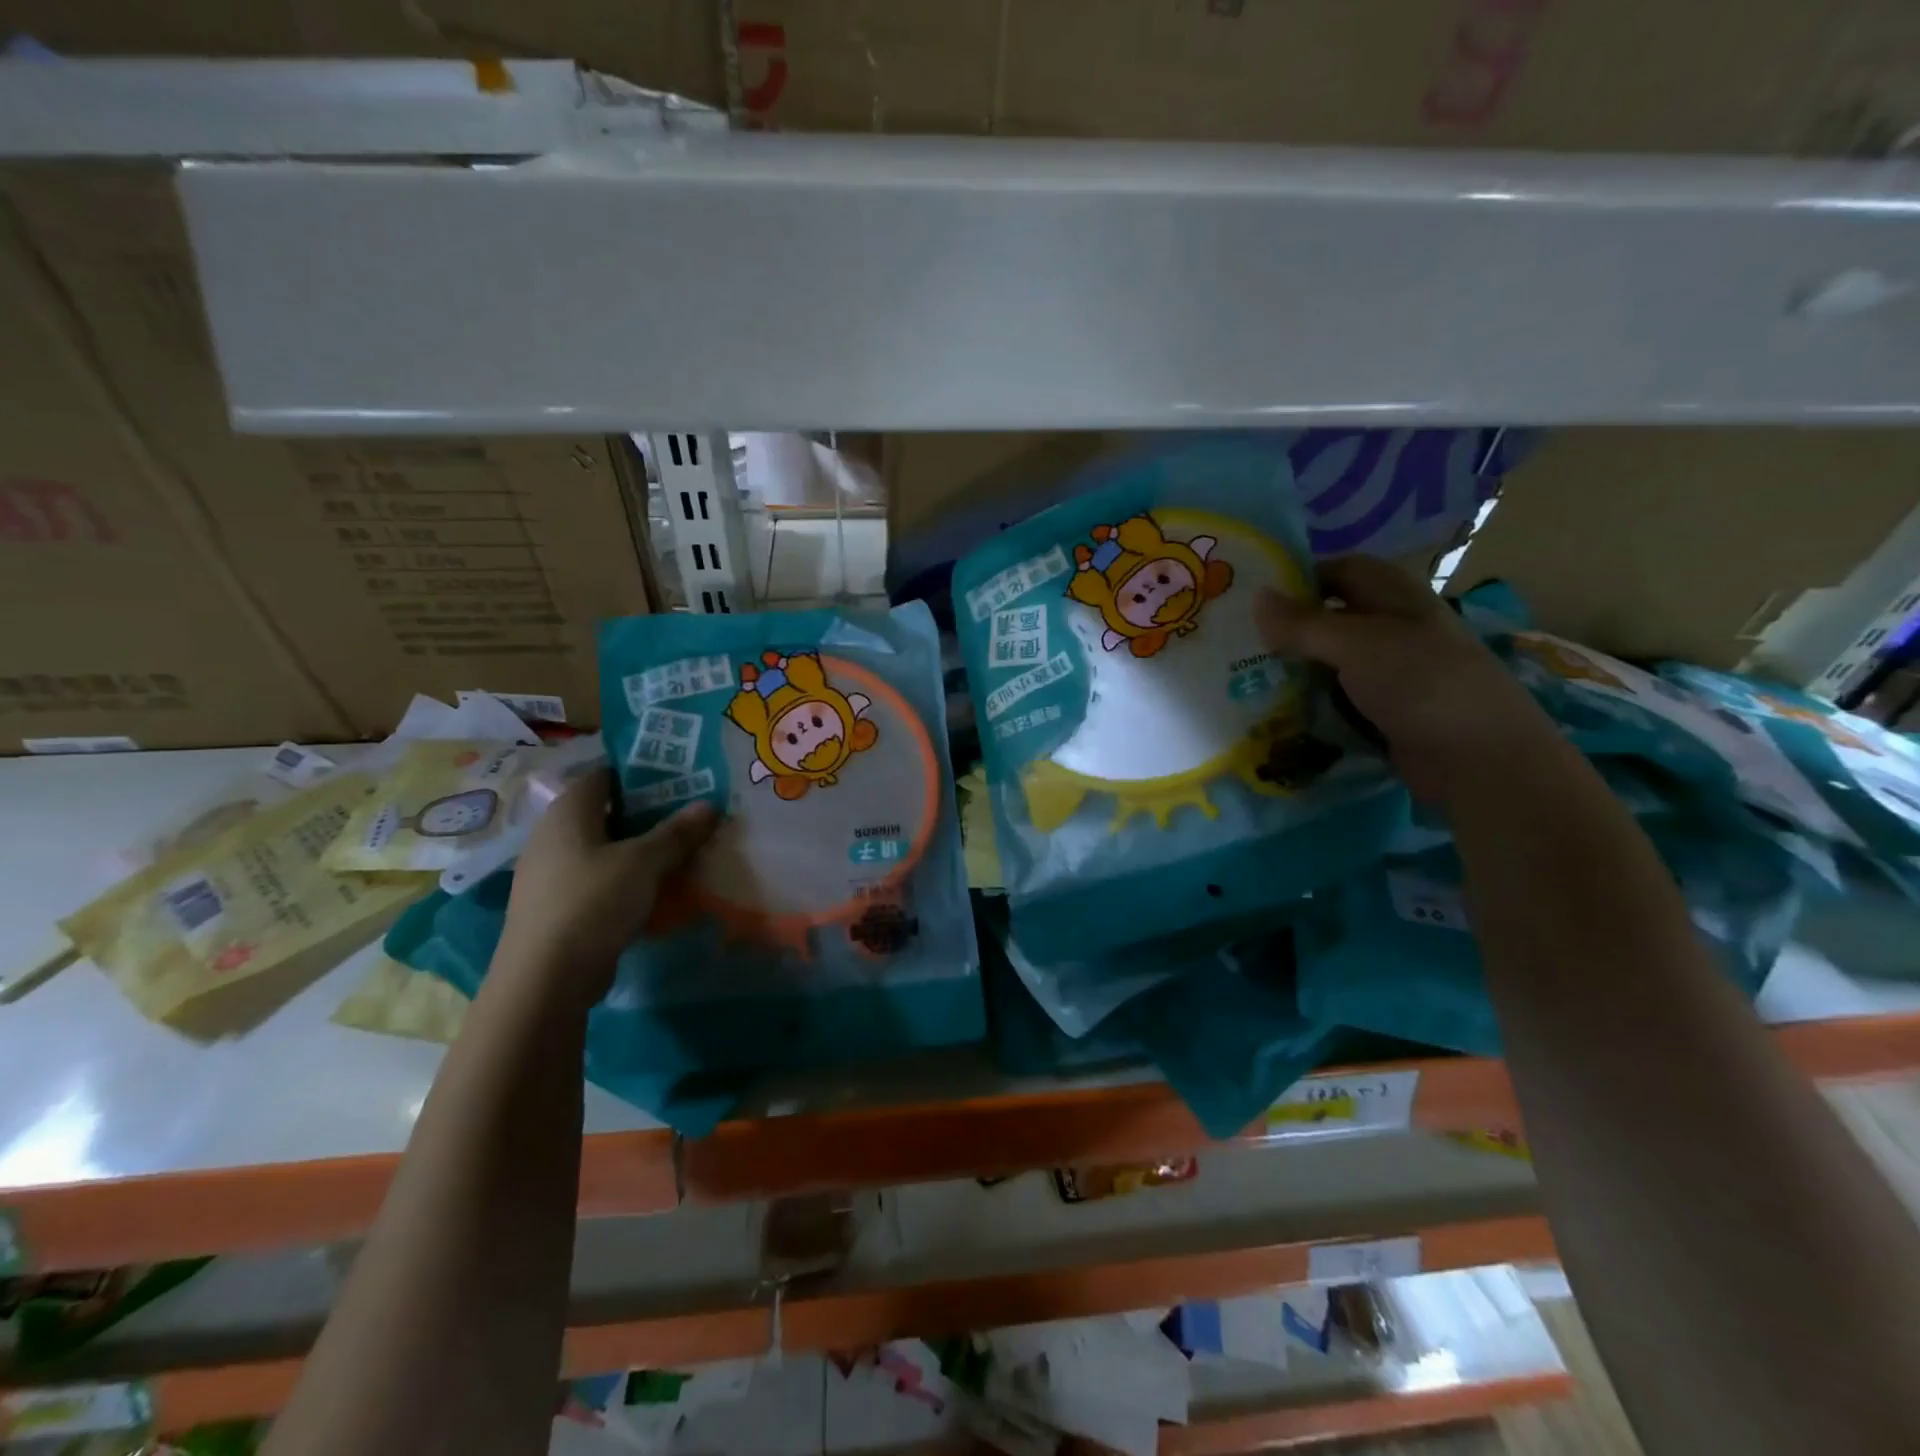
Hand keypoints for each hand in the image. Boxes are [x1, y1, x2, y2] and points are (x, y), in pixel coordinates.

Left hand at [499, 767, 716, 1002]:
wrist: (545, 980)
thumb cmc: (592, 902)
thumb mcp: (644, 862)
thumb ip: (677, 832)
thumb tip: (709, 805)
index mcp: (568, 812)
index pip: (605, 774)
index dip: (641, 772)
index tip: (680, 778)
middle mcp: (553, 835)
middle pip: (608, 812)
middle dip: (649, 813)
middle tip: (690, 815)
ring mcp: (552, 873)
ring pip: (605, 848)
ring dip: (641, 849)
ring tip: (682, 851)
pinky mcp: (559, 906)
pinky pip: (600, 879)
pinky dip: (627, 879)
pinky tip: (657, 889)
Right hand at [1257, 555, 1560, 801]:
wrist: (1479, 760)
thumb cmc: (1421, 684)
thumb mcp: (1356, 645)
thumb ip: (1303, 624)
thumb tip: (1256, 598)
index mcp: (1396, 597)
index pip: (1342, 570)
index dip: (1301, 577)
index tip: (1255, 600)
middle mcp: (1394, 629)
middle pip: (1332, 618)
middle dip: (1289, 629)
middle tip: (1238, 643)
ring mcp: (1391, 674)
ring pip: (1330, 662)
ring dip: (1295, 670)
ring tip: (1245, 679)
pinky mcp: (1384, 712)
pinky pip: (1337, 699)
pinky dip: (1310, 703)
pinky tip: (1277, 713)